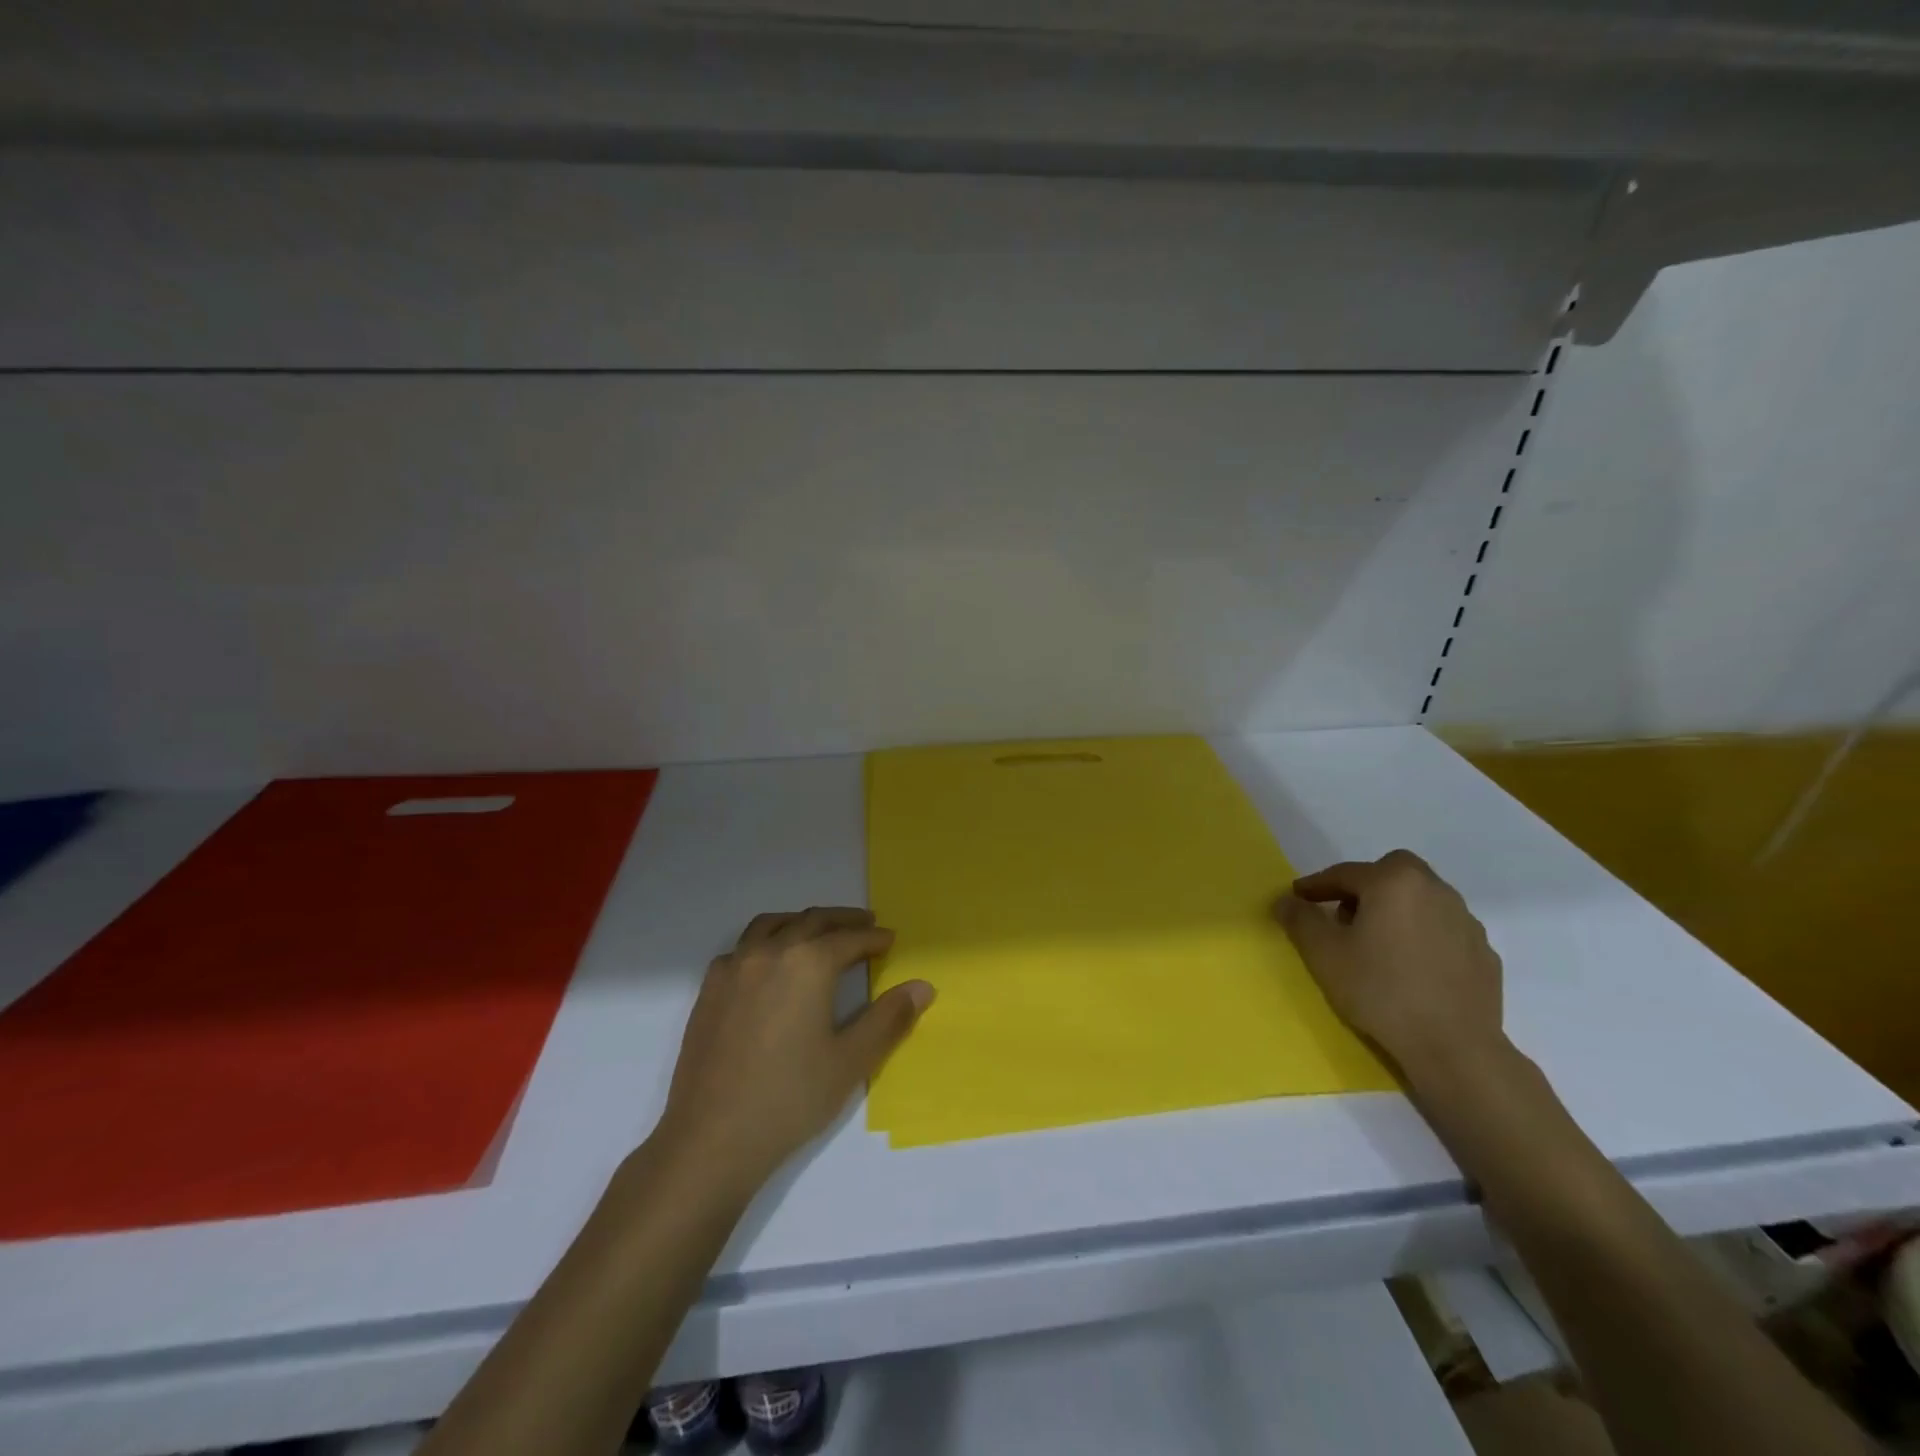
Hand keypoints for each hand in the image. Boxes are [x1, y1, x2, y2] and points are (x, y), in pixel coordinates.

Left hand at [651, 907, 933, 1198]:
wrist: (711, 1138)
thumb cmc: (790, 1098)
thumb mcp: (851, 1061)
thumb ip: (889, 1018)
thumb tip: (922, 986)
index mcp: (808, 963)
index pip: (849, 939)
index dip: (874, 938)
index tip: (890, 940)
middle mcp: (770, 952)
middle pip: (812, 921)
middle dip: (843, 921)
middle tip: (865, 924)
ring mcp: (734, 967)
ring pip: (773, 925)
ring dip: (802, 922)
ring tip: (820, 932)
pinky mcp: (710, 988)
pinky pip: (743, 947)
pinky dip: (767, 941)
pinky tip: (772, 964)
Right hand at [1272, 849, 1502, 1082]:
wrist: (1454, 1048)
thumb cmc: (1380, 990)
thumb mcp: (1323, 954)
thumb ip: (1300, 919)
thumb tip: (1286, 900)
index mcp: (1395, 882)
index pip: (1345, 873)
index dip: (1316, 885)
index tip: (1297, 898)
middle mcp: (1435, 891)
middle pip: (1393, 872)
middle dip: (1366, 886)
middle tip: (1345, 914)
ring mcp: (1466, 922)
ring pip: (1422, 899)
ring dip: (1397, 909)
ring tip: (1378, 942)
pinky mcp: (1484, 954)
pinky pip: (1443, 930)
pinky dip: (1423, 936)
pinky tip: (1411, 966)